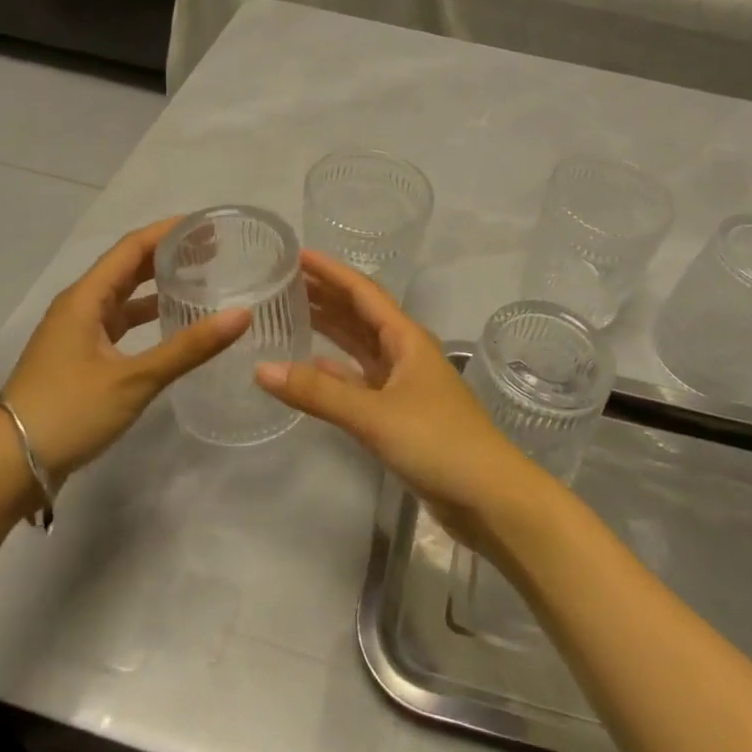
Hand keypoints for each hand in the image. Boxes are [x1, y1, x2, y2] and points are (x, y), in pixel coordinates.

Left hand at [0, 219, 249, 482]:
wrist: (8, 466)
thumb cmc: (68, 412)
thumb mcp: (134, 379)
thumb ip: (189, 348)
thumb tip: (242, 314)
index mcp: (86, 298)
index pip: (132, 247)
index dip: (169, 231)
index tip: (207, 225)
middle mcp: (79, 306)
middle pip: (127, 267)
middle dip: (167, 254)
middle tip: (213, 250)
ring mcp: (76, 333)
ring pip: (122, 296)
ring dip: (156, 284)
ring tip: (199, 280)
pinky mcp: (78, 357)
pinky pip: (117, 322)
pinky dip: (145, 316)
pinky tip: (170, 324)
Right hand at [255, 250, 535, 548]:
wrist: (490, 497)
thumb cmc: (438, 442)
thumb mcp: (375, 414)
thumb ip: (319, 392)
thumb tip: (261, 369)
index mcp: (407, 339)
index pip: (363, 292)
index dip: (330, 271)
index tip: (296, 254)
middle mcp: (405, 353)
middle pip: (360, 315)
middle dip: (326, 296)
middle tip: (283, 282)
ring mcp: (404, 384)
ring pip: (360, 347)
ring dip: (330, 330)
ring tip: (292, 314)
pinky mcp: (400, 414)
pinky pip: (360, 380)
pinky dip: (336, 371)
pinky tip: (311, 366)